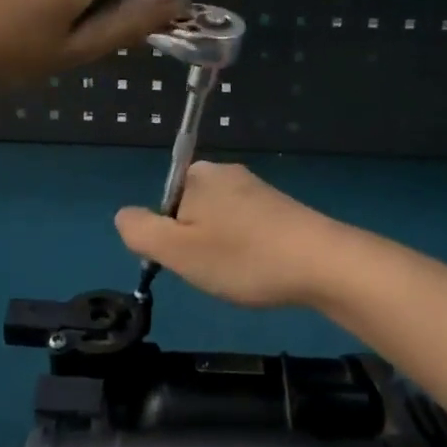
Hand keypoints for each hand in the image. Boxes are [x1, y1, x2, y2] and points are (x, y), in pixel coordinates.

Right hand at [114, 162, 342, 308]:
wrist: (323, 263)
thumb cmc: (243, 257)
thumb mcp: (178, 251)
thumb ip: (140, 231)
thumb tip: (123, 216)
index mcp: (197, 175)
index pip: (162, 207)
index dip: (168, 239)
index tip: (189, 262)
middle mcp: (225, 172)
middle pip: (190, 213)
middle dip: (196, 245)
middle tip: (214, 271)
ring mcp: (256, 188)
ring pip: (218, 224)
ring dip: (222, 251)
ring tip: (242, 273)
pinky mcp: (280, 207)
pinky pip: (246, 229)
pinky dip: (247, 250)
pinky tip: (263, 269)